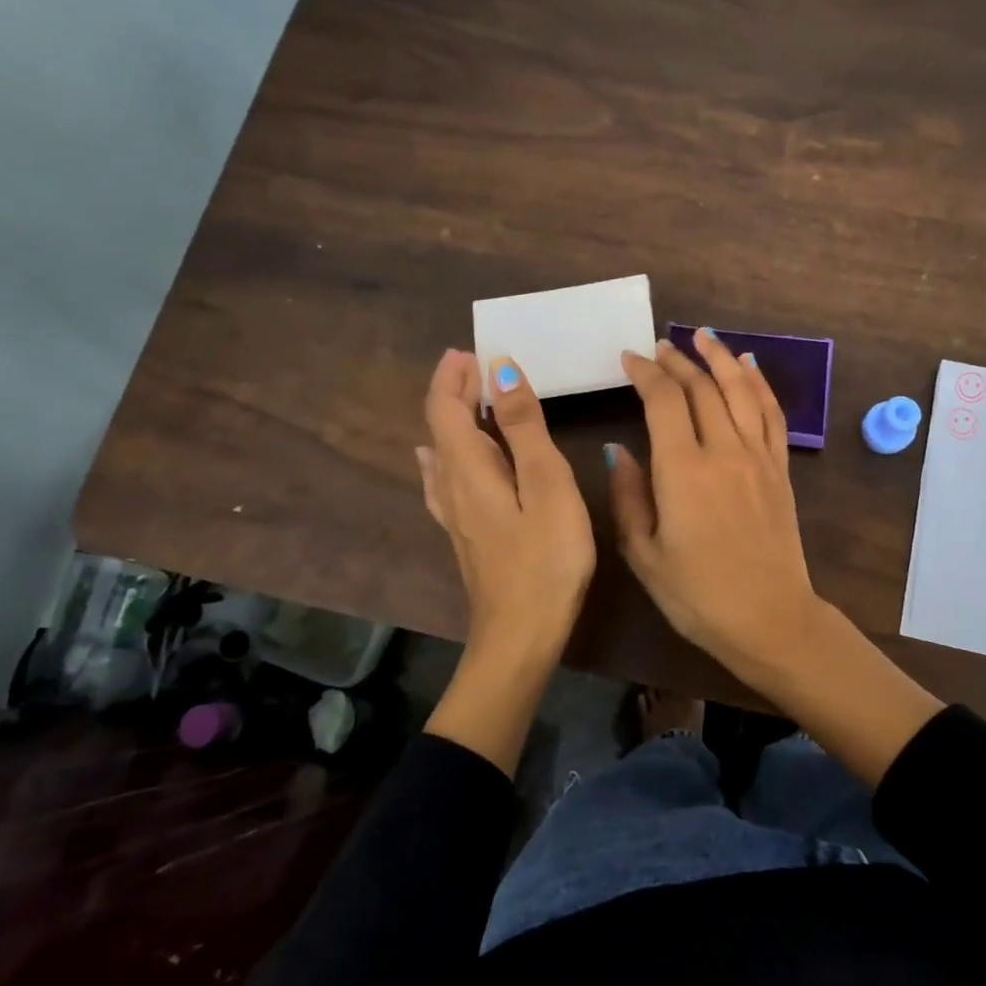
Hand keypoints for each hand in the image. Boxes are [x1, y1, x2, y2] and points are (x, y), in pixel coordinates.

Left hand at [416, 349, 594, 660]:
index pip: (445, 409)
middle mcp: (452, 487)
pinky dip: (445, 454)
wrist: (521, 636)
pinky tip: (439, 461)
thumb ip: (524, 428)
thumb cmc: (546, 559)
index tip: (470, 349)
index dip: (452, 376)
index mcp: (469, 469)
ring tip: (470, 398)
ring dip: (452, 419)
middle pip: (440, 428)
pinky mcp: (466, 535)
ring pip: (441, 453)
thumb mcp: (546, 485)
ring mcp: (455, 515)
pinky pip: (444, 479)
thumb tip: (500, 370)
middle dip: (453, 391)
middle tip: (477, 363)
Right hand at [606, 332, 819, 693]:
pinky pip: (772, 414)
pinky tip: (749, 367)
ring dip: (720, 359)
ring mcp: (757, 457)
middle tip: (660, 346)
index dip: (645, 373)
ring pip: (739, 390)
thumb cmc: (698, 595)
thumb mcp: (644, 554)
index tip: (630, 358)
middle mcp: (723, 451)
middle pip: (701, 388)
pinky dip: (759, 385)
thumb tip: (617, 450)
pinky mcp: (780, 468)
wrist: (769, 618)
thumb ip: (628, 497)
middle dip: (678, 361)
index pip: (663, 401)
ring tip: (703, 336)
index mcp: (682, 470)